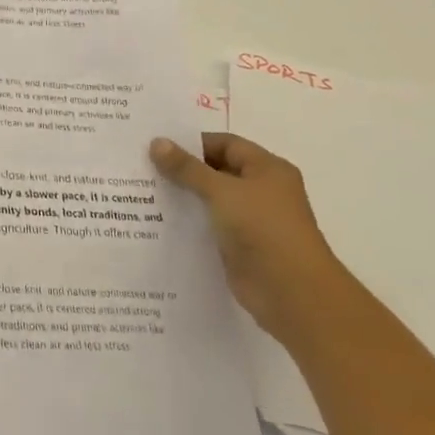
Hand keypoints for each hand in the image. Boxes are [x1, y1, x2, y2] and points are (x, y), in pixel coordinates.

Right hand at [150, 132, 344, 341]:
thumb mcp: (221, 191)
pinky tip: (158, 221)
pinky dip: (188, 222)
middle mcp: (261, 190)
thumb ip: (187, 168)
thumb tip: (156, 142)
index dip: (193, 143)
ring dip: (183, 197)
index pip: (225, 144)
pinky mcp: (239, 247)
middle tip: (143, 166)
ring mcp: (251, 220)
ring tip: (143, 192)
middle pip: (217, 171)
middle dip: (183, 169)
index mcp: (267, 169)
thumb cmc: (263, 228)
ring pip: (211, 200)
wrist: (291, 292)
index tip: (157, 145)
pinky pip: (209, 226)